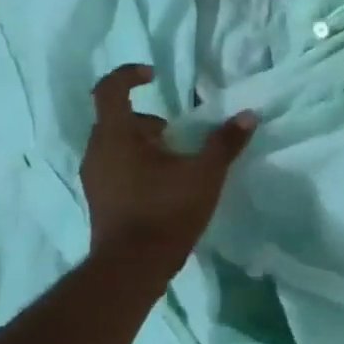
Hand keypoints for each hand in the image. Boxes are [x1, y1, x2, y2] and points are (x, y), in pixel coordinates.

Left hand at [80, 64, 255, 270]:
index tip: (153, 76)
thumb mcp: (204, 174)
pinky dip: (134, 163)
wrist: (131, 269)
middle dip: (146, 119)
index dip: (129, 75)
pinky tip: (162, 184)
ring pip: (114, 145)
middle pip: (114, 119)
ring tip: (174, 159)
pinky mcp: (99, 200)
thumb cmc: (165, 211)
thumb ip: (225, 142)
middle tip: (173, 130)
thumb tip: (249, 115)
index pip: (110, 89)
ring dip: (141, 142)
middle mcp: (97, 151)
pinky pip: (113, 167)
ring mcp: (94, 178)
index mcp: (116, 135)